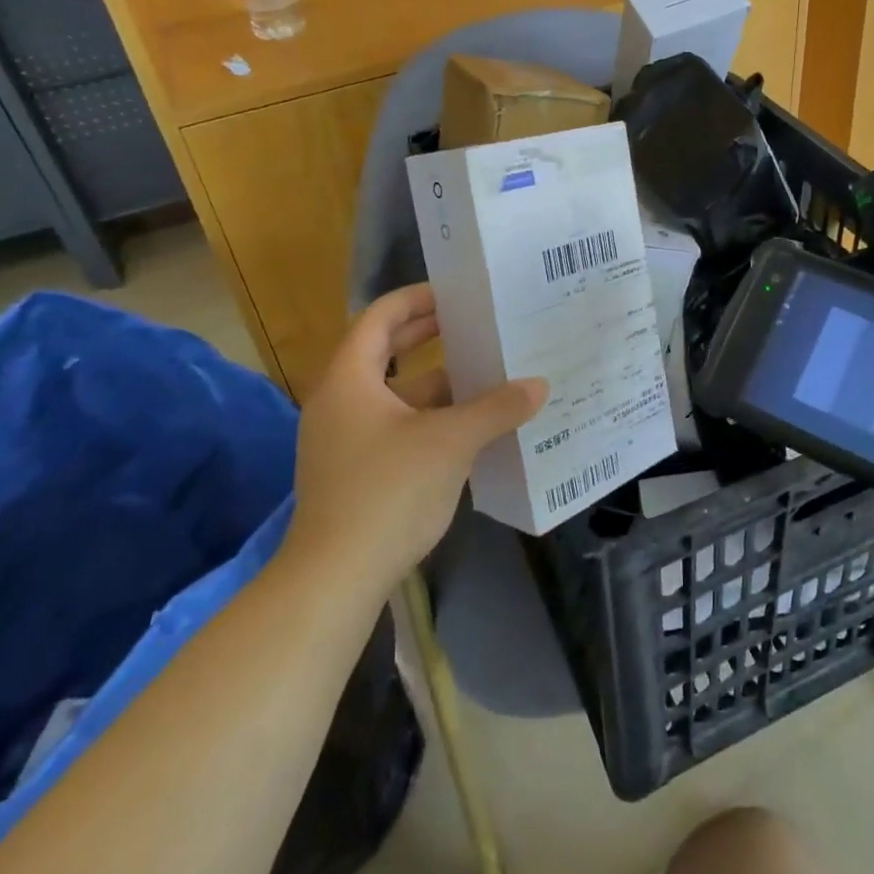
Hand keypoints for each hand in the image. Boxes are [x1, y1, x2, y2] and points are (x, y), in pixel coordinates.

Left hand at [283, 284, 546, 593]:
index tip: (457, 293)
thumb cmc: (387, 492)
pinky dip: (429, 418)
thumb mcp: (450, 442)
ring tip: (485, 373)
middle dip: (429, 336)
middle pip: (384, 351)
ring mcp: (345, 439)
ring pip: (395, 394)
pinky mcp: (355, 471)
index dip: (417, 299)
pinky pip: (396, 426)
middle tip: (475, 323)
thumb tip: (539, 385)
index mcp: (349, 378)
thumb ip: (496, 408)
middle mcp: (340, 401)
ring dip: (436, 383)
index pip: (380, 317)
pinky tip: (469, 426)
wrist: (335, 579)